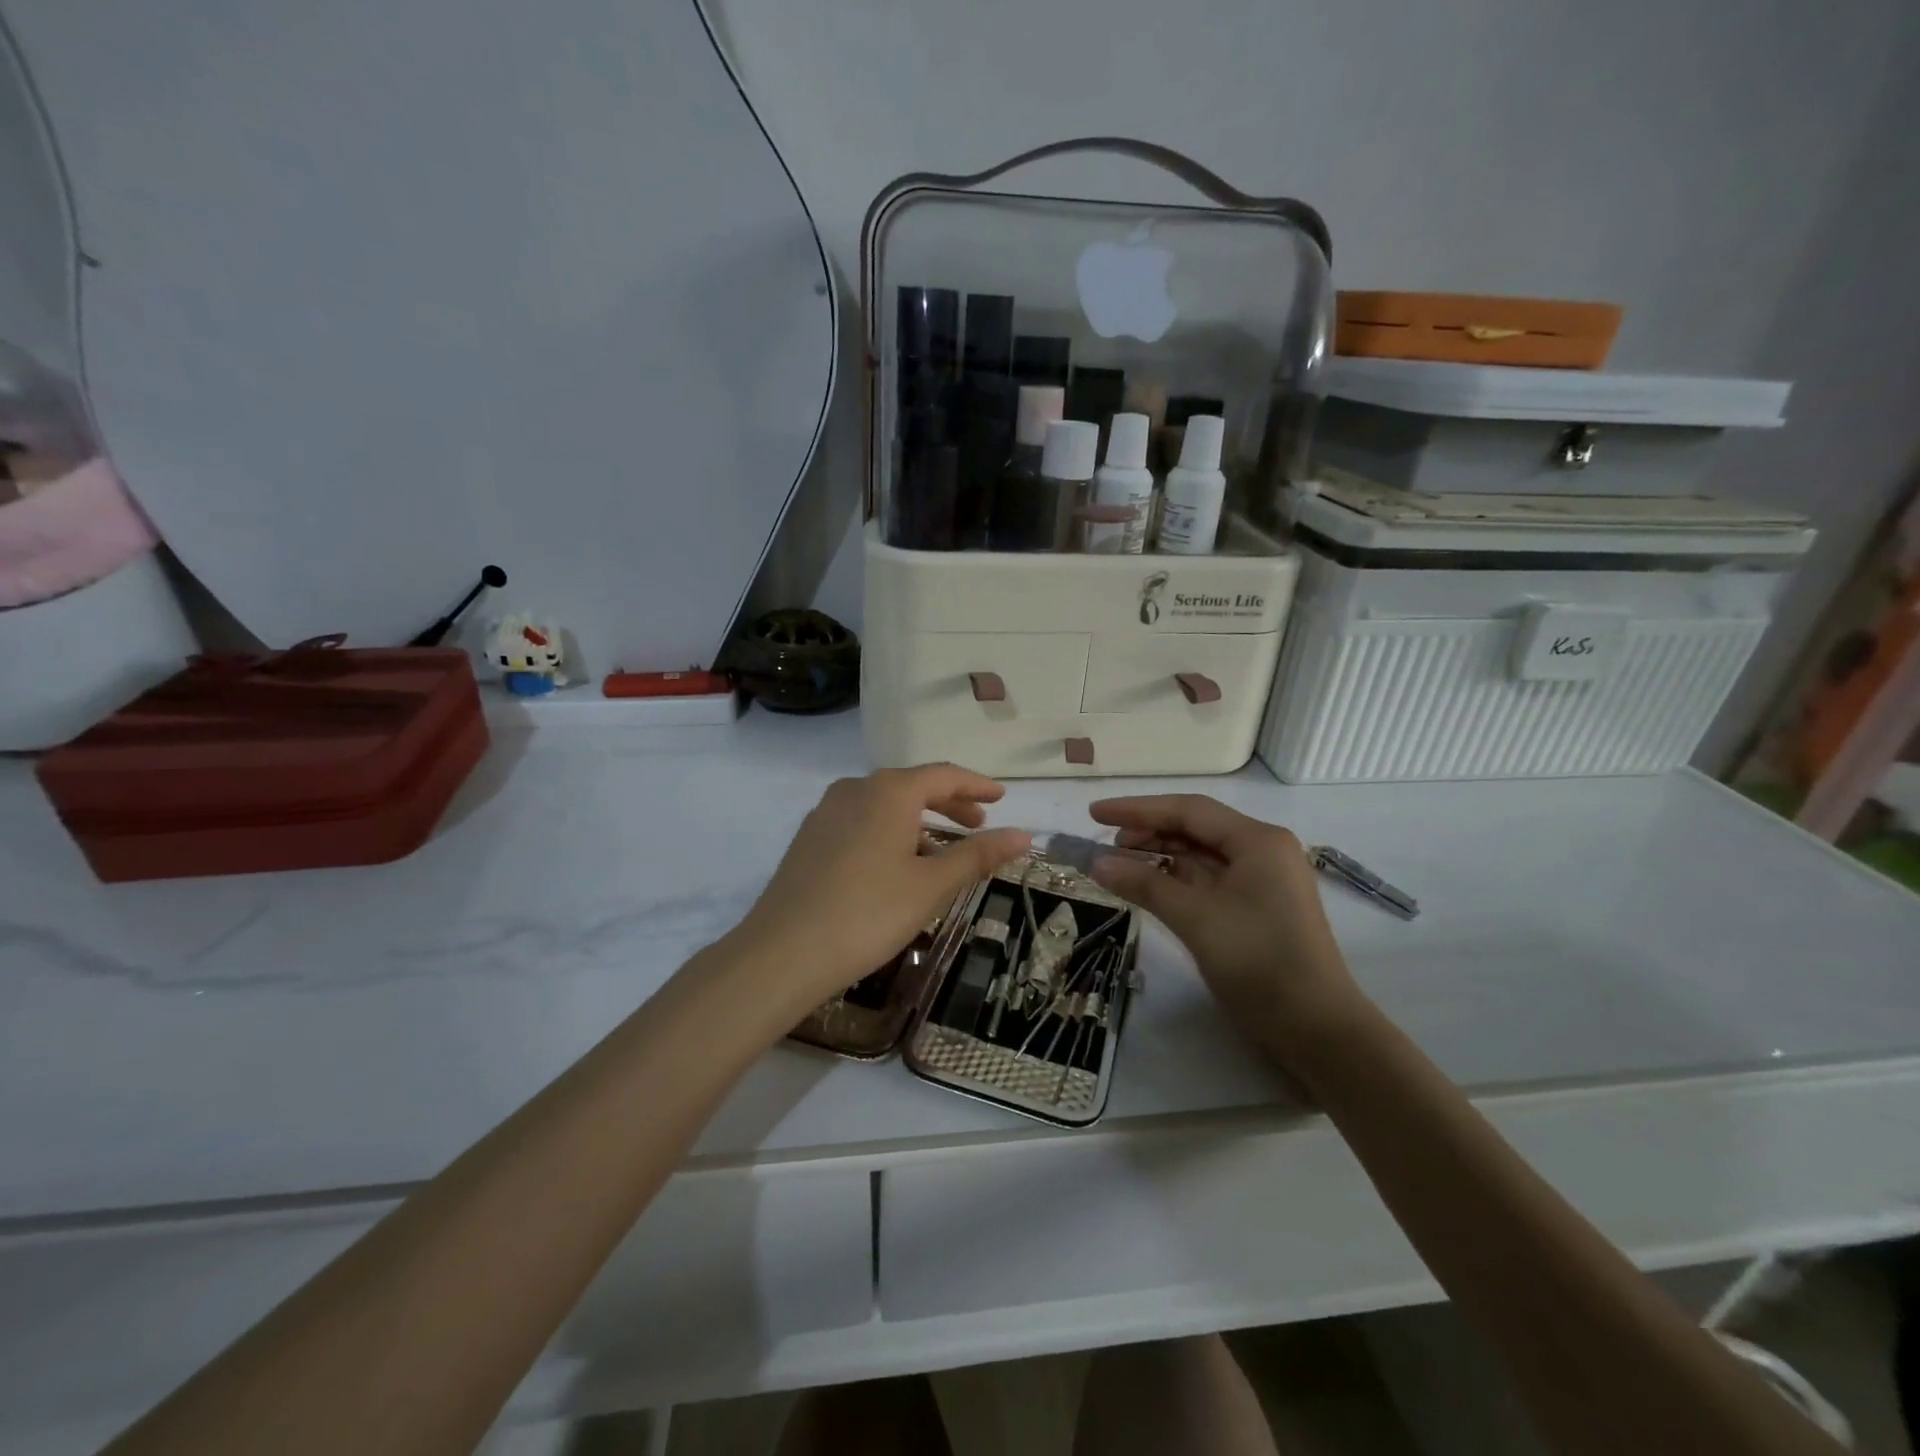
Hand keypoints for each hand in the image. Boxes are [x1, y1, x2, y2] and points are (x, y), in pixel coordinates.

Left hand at [724, 765, 1031, 1024]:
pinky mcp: (810, 838)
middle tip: (979, 824)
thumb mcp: (932, 885)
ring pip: (885, 806)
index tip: (1002, 798)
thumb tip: (1024, 834)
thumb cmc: (868, 914)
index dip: (977, 785)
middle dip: (950, 803)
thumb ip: (978, 855)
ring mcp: (826, 812)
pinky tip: (898, 866)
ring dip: (920, 822)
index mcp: (888, 791)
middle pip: (913, 786)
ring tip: (944, 853)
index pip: (944, 775)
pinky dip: (891, 833)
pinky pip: (862, 822)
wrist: (782, 953)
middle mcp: (855, 789)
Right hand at [1086, 795, 1366, 1059]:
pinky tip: (1150, 885)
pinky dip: (1177, 879)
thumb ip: (1145, 884)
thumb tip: (1097, 863)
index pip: (1188, 810)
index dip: (1137, 809)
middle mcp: (1263, 850)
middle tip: (1106, 847)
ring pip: (1202, 855)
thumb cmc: (1257, 960)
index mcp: (1257, 840)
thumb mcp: (1195, 918)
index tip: (1095, 813)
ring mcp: (1263, 880)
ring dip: (1161, 856)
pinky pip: (1210, 879)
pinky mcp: (1258, 907)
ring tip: (1121, 865)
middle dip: (1149, 832)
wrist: (1316, 1028)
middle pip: (1196, 828)